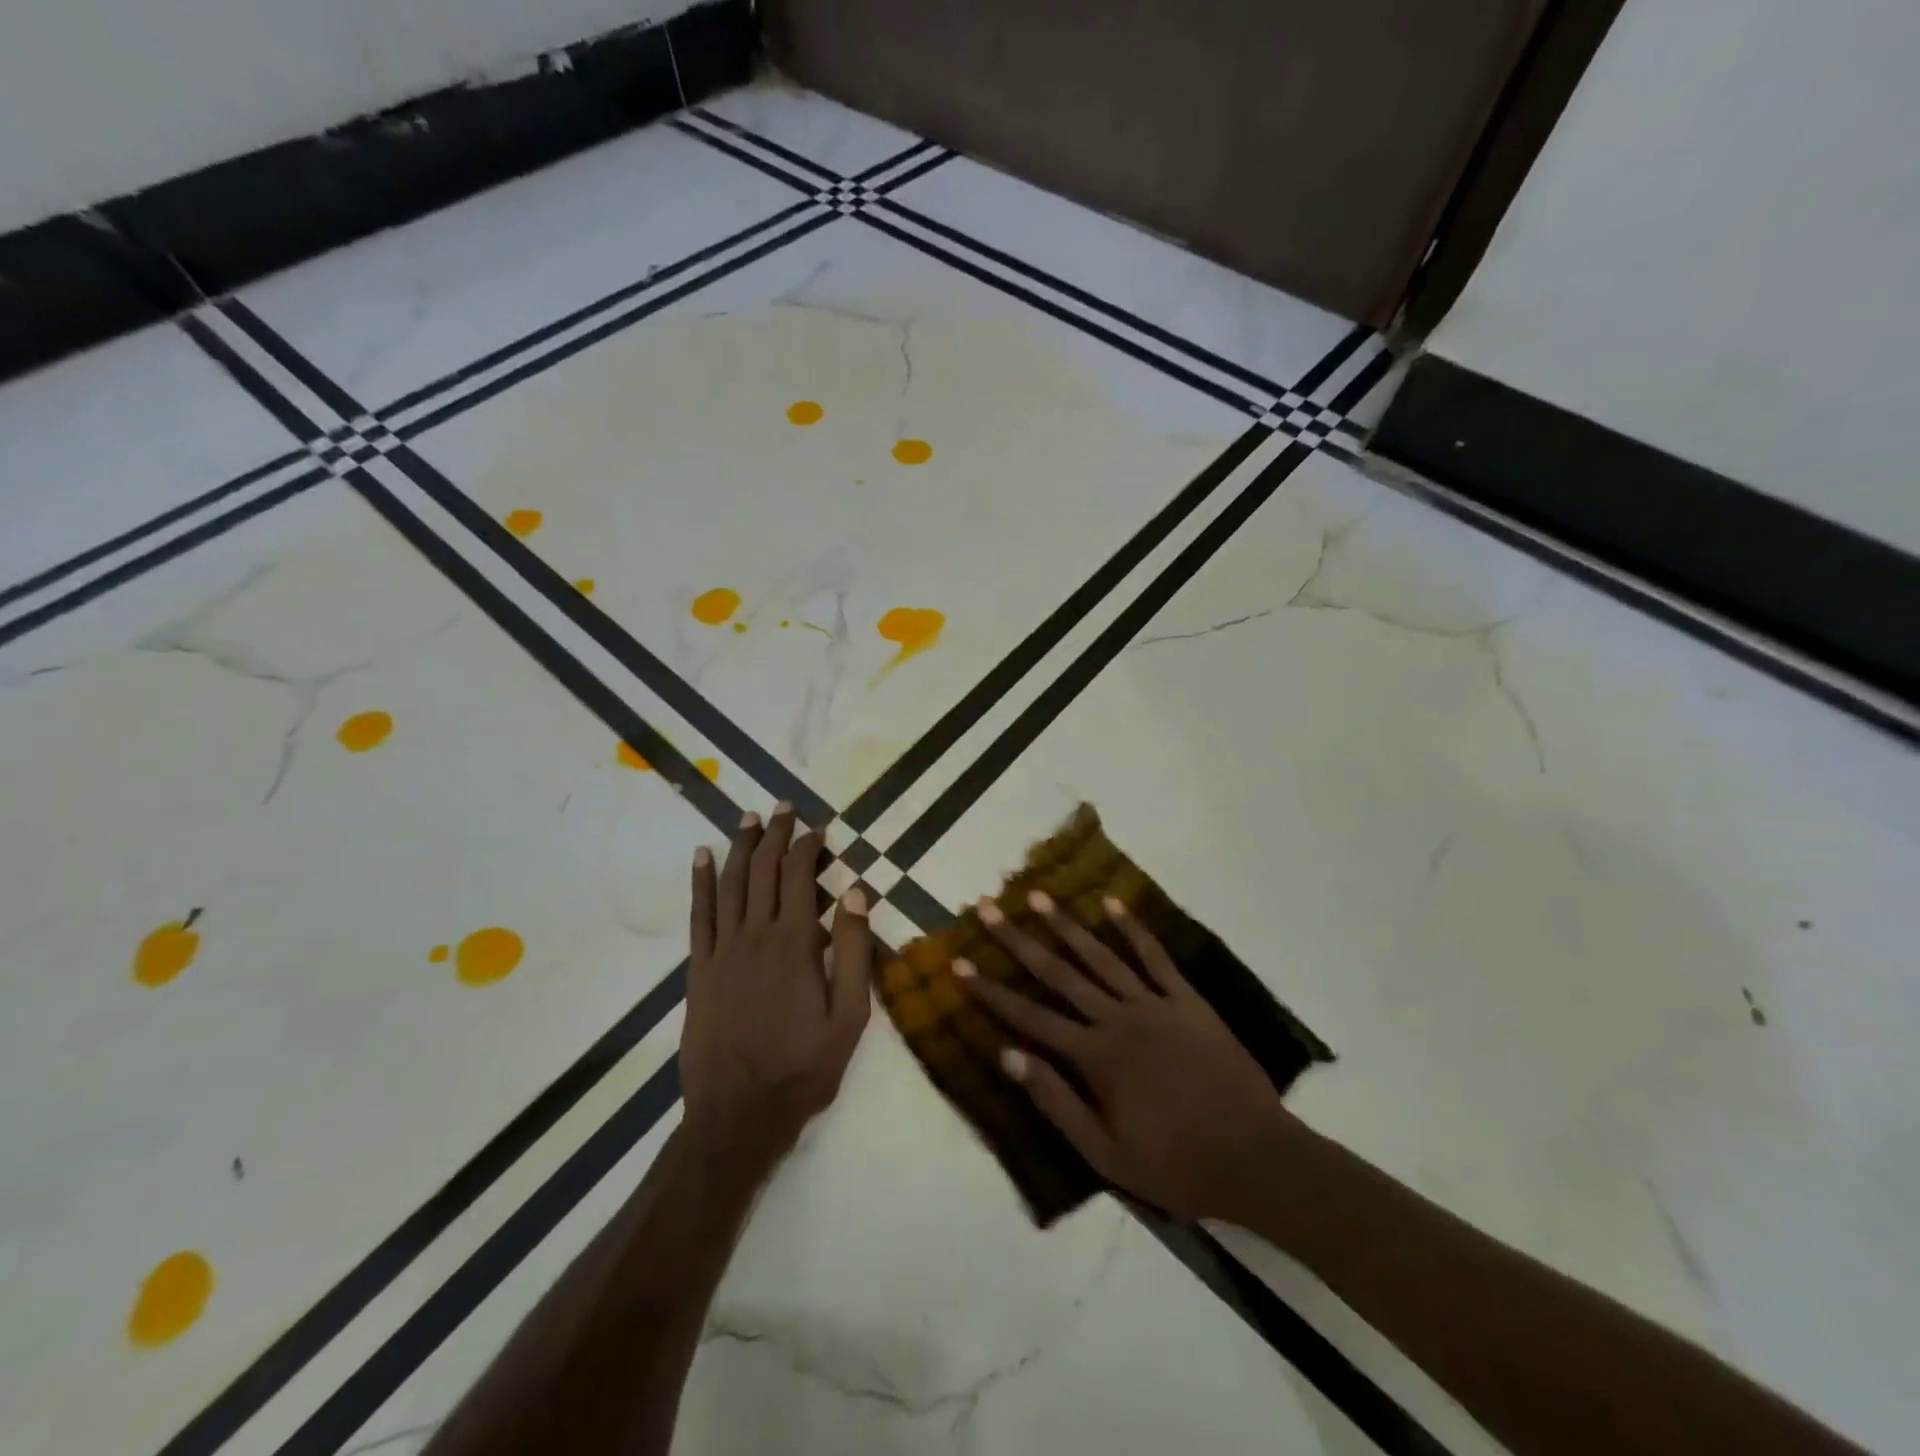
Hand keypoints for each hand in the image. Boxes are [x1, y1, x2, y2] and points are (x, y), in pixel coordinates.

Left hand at [681, 804, 872, 1178]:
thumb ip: (855, 951)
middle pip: (764, 869)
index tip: (819, 829)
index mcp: (795, 943)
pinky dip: (702, 881)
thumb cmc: (803, 1067)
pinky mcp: (699, 969)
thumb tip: (857, 892)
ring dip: (741, 846)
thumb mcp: (850, 1017)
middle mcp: (755, 935)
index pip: (799, 876)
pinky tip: (703, 857)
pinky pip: (700, 914)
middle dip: (775, 834)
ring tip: (749, 818)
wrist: (737, 1115)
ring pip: (732, 883)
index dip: (808, 846)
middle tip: (784, 808)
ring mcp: (722, 950)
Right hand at [957, 891, 1302, 1220]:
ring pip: (1100, 955)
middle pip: (1058, 972)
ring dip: (1065, 924)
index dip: (991, 991)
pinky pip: (1155, 956)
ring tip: (1036, 896)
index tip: (959, 964)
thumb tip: (1007, 1056)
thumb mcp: (1105, 1154)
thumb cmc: (1175, 1163)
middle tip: (987, 908)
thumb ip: (1055, 1102)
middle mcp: (1118, 1018)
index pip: (1029, 1017)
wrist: (1256, 1158)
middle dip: (1017, 940)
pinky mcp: (1187, 1000)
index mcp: (1095, 1057)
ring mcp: (1155, 1003)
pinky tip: (1111, 903)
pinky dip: (1133, 928)